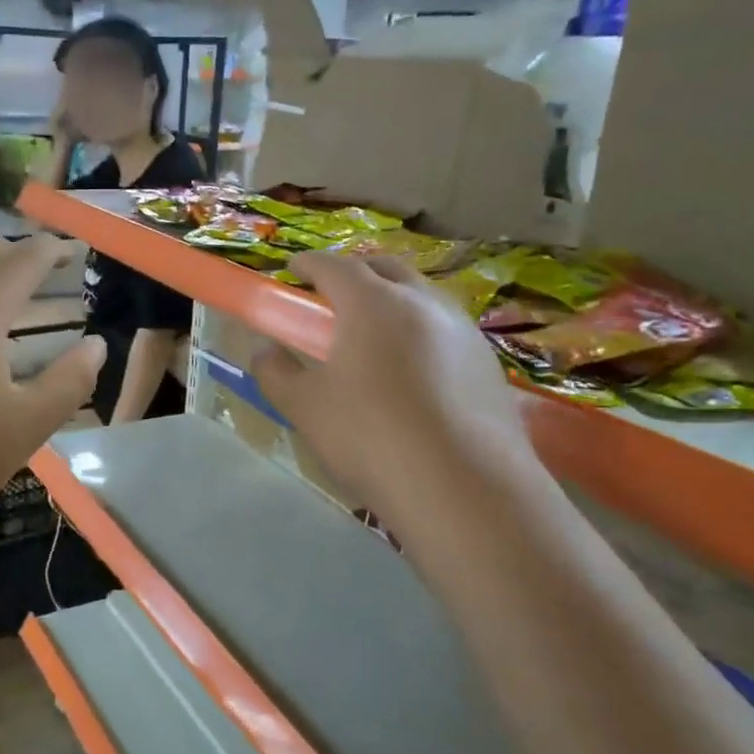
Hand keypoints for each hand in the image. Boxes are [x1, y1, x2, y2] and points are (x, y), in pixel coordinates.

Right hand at [253, 253, 537, 521]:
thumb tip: (264, 352)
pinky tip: (414, 375)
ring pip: (422, 297)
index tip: (292, 271)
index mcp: (372, 304)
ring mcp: (463, 331)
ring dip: (393, 301)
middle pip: (385, 268)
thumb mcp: (305, 407)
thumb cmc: (370, 437)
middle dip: (355, 273)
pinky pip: (446, 331)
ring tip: (375, 337)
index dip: (308, 264)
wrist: (463, 488)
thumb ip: (275, 372)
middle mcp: (423, 303)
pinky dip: (421, 334)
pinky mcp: (489, 364)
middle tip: (332, 299)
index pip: (334, 266)